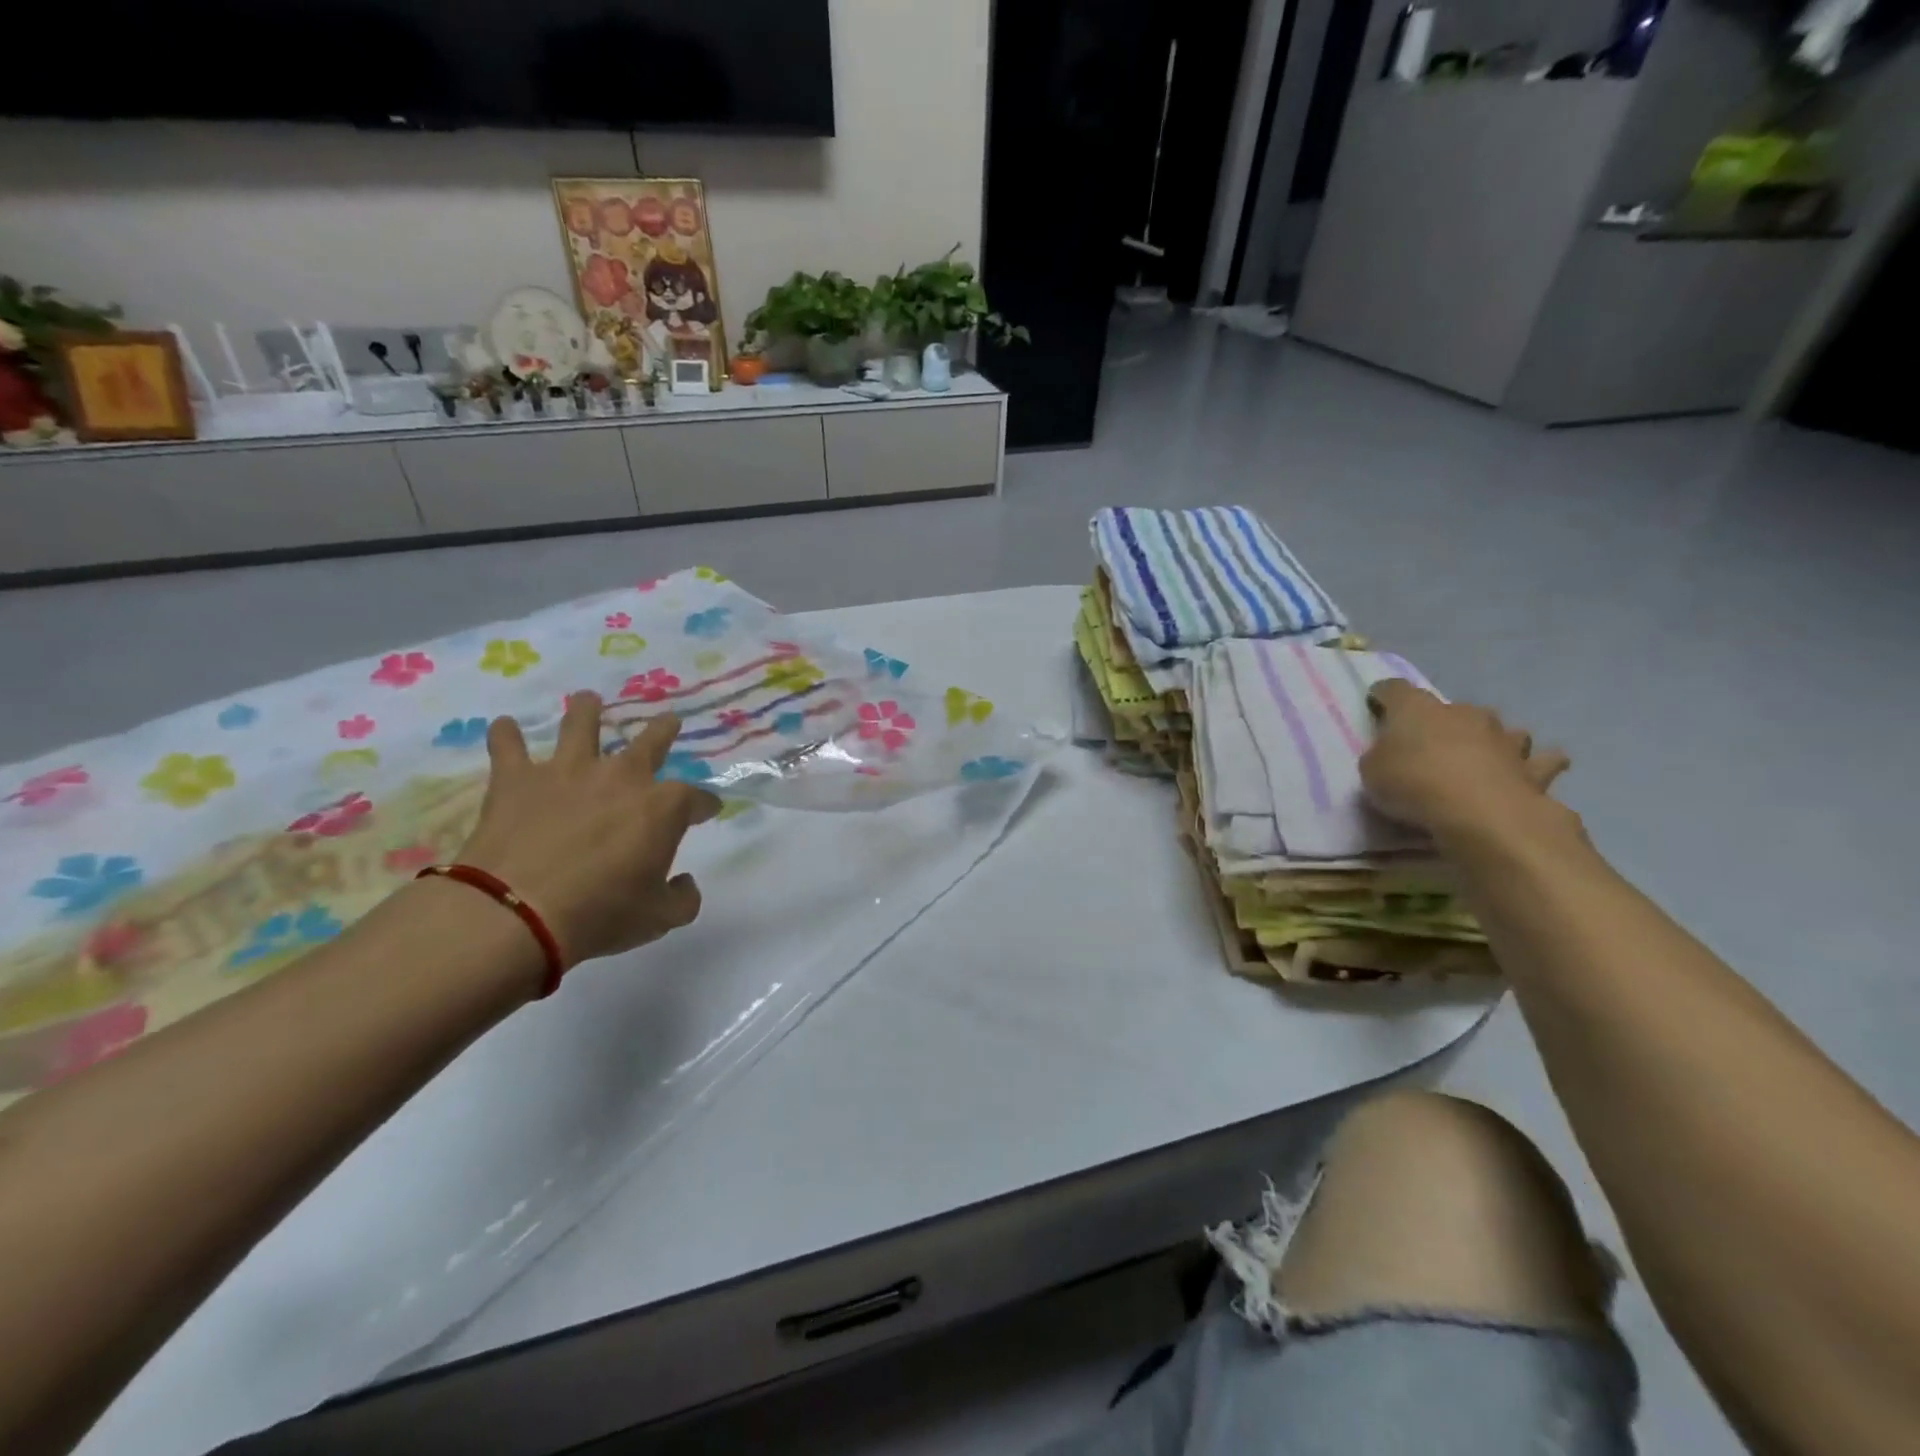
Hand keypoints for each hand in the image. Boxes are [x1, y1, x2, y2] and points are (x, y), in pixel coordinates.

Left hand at [453, 695, 720, 966]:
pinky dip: (505, 735)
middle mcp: (622, 776)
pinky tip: (502, 726)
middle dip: (664, 730)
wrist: (518, 911)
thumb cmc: (601, 913)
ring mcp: (569, 771)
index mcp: (663, 806)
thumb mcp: (660, 918)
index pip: (697, 798)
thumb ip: (683, 898)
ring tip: (588, 699)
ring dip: (587, 710)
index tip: (708, 811)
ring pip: (581, 724)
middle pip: (651, 741)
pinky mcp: (518, 779)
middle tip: (669, 721)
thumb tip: (685, 883)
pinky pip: (508, 746)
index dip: (706, 805)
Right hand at [1361, 679, 1570, 837]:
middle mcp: (1462, 712)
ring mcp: (1503, 737)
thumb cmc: (1414, 784)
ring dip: (1488, 740)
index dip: (1383, 697)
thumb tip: (1392, 755)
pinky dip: (1532, 765)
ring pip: (1498, 729)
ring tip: (1479, 758)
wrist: (1482, 814)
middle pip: (1449, 709)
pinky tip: (1526, 773)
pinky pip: (1538, 762)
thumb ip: (1380, 757)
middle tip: (1428, 747)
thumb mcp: (1371, 772)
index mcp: (1417, 708)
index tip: (1375, 707)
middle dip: (1440, 723)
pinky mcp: (1533, 767)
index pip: (1394, 689)